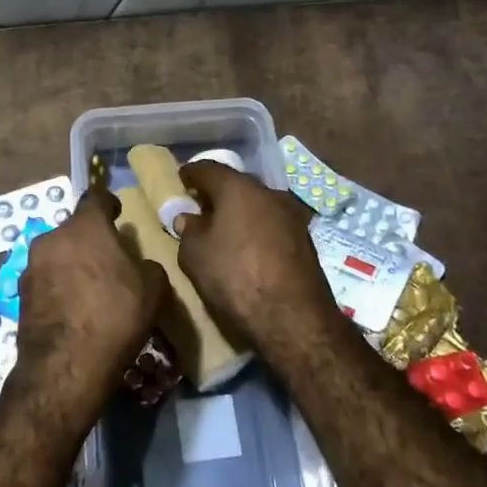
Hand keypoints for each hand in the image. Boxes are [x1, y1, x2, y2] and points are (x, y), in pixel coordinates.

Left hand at [11, 186, 167, 418]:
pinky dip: (58, 287)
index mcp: (86, 226)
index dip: (108, 202)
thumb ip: (147, 265)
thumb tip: (137, 264)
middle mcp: (52, 237)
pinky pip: (45, 280)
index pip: (96, 196)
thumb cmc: (115, 316)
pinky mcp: (19, 294)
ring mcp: (31, 265)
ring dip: (72, 263)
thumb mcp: (153, 288)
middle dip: (90, 240)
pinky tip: (73, 309)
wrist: (66, 365)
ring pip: (57, 254)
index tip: (117, 213)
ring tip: (90, 289)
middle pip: (75, 229)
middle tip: (109, 261)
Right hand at [176, 161, 338, 345]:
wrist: (293, 317)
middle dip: (218, 193)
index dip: (191, 174)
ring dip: (240, 212)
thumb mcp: (195, 255)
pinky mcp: (305, 239)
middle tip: (200, 206)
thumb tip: (188, 218)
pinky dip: (257, 228)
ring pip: (258, 204)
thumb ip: (188, 231)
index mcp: (238, 188)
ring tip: (224, 229)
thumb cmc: (235, 277)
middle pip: (237, 184)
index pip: (208, 169)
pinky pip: (272, 223)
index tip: (181, 180)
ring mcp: (292, 215)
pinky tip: (247, 246)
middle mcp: (268, 192)